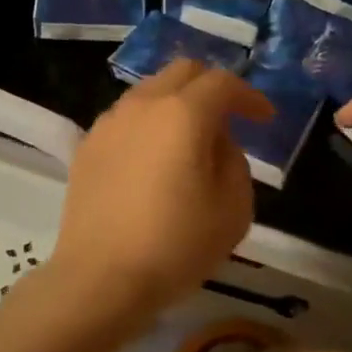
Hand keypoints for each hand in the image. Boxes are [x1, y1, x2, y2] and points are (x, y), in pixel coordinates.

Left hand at [48, 60, 273, 313]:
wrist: (100, 278)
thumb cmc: (176, 245)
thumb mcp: (233, 208)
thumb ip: (234, 161)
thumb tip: (216, 141)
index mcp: (182, 114)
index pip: (222, 83)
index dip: (249, 96)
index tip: (265, 118)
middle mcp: (142, 106)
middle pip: (181, 73)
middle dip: (211, 87)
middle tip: (229, 117)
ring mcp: (108, 124)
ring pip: (149, 92)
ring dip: (176, 104)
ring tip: (190, 140)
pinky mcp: (87, 147)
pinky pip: (126, 119)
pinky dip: (148, 125)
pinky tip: (154, 159)